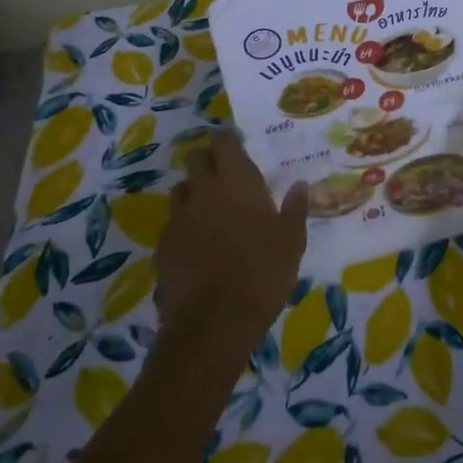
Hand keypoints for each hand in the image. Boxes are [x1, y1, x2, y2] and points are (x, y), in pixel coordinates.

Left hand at [157, 131, 307, 354]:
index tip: (237, 147)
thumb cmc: (262, 272)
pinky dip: (183, 225)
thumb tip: (300, 185)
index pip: (223, 141)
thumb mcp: (292, 241)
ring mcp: (179, 217)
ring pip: (180, 189)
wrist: (213, 321)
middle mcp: (204, 190)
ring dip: (193, 192)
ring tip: (209, 210)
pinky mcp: (162, 245)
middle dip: (206, 161)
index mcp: (237, 180)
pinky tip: (196, 245)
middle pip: (195, 158)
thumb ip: (295, 209)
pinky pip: (172, 223)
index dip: (227, 140)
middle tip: (223, 176)